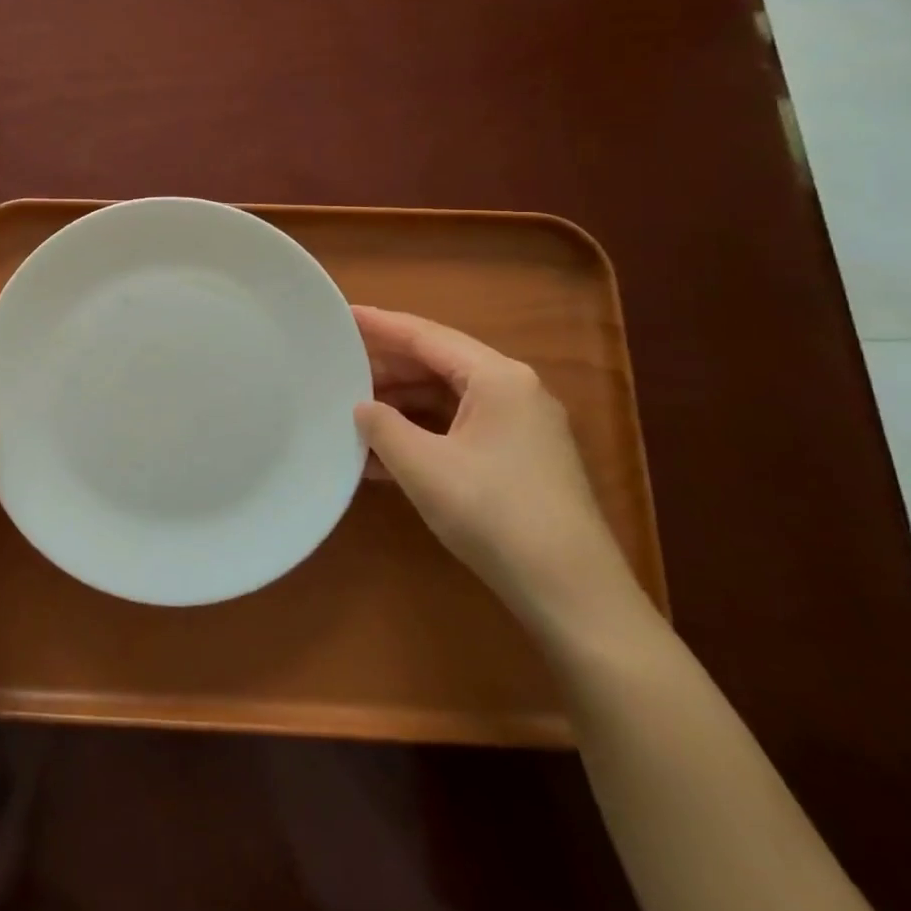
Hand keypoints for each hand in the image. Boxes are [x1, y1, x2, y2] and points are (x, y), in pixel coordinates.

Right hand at [353, 305, 643, 634]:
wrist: (573, 595)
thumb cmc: (495, 515)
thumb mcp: (424, 467)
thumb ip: (383, 426)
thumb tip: (363, 406)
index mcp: (497, 378)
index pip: (426, 336)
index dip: (380, 325)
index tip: (340, 315)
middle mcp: (514, 390)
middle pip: (439, 363)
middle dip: (387, 367)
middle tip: (338, 366)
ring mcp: (521, 426)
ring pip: (448, 398)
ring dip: (401, 404)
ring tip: (353, 411)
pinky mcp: (520, 458)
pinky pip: (460, 428)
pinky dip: (423, 433)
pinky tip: (384, 454)